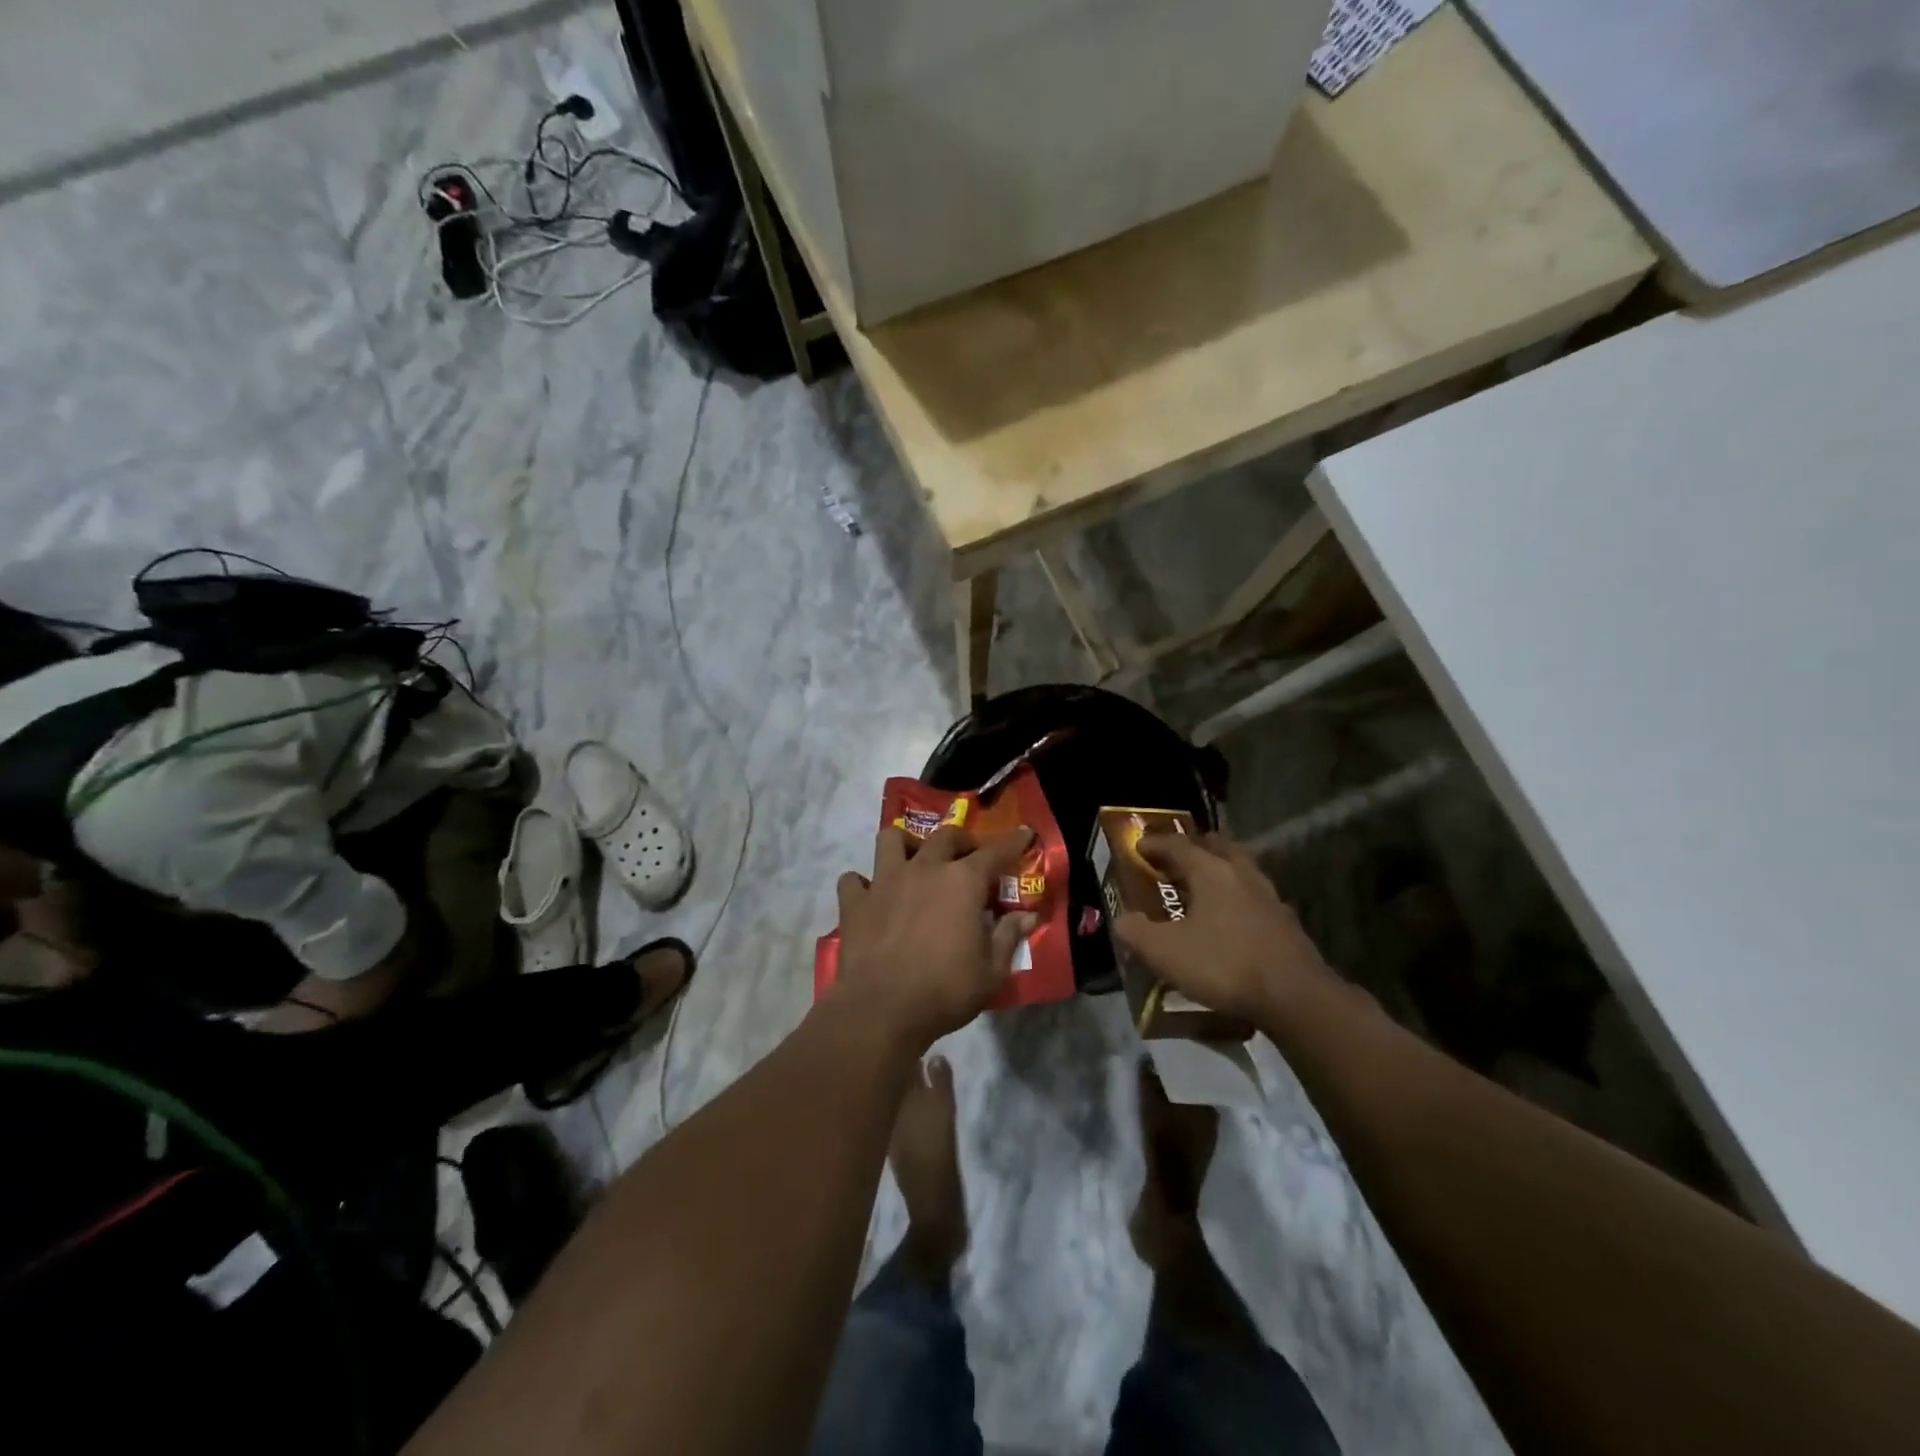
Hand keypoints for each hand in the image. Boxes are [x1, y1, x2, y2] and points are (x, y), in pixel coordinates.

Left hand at [834, 825, 1038, 1052]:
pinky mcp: (855, 902)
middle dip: (962, 840)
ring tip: (914, 861)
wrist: (881, 1010)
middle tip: (969, 857)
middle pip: (945, 836)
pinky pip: (853, 880)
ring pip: (892, 840)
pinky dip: (862, 884)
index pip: (995, 852)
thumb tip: (1028, 916)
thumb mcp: (991, 971)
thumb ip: (1009, 936)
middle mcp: (924, 869)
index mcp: (962, 882)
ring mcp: (884, 881)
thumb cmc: (945, 990)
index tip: (1024, 834)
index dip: (1013, 842)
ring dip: (906, 844)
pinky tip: (871, 896)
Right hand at [1115, 832, 1336, 1028]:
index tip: (1138, 846)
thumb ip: (1136, 932)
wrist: (1295, 998)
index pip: (1178, 846)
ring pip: (1241, 870)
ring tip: (1204, 886)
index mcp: (1211, 872)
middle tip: (1177, 856)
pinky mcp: (1286, 923)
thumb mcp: (1165, 952)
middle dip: (1196, 846)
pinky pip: (1255, 897)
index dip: (1155, 844)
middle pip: (1218, 846)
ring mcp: (1269, 897)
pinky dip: (1238, 898)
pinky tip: (1231, 919)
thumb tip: (1122, 920)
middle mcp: (1242, 875)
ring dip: (1221, 870)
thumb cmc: (1223, 965)